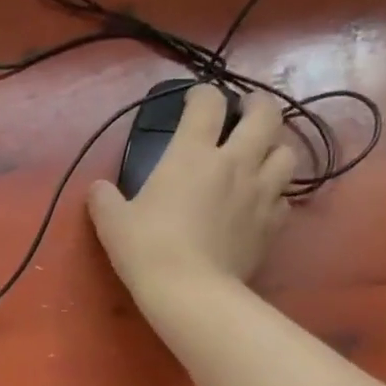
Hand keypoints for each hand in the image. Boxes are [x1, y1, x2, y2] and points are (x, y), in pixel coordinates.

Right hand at [87, 89, 298, 311]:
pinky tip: (261, 201)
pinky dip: (276, 193)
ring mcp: (260, 192)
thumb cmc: (147, 249)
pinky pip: (285, 197)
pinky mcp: (273, 223)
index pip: (208, 102)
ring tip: (260, 155)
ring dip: (274, 147)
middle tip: (244, 112)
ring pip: (287, 151)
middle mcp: (235, 162)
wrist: (190, 291)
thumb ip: (104, 199)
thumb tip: (98, 189)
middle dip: (256, 105)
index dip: (202, 94)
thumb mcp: (112, 222)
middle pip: (265, 114)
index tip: (193, 100)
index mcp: (192, 153)